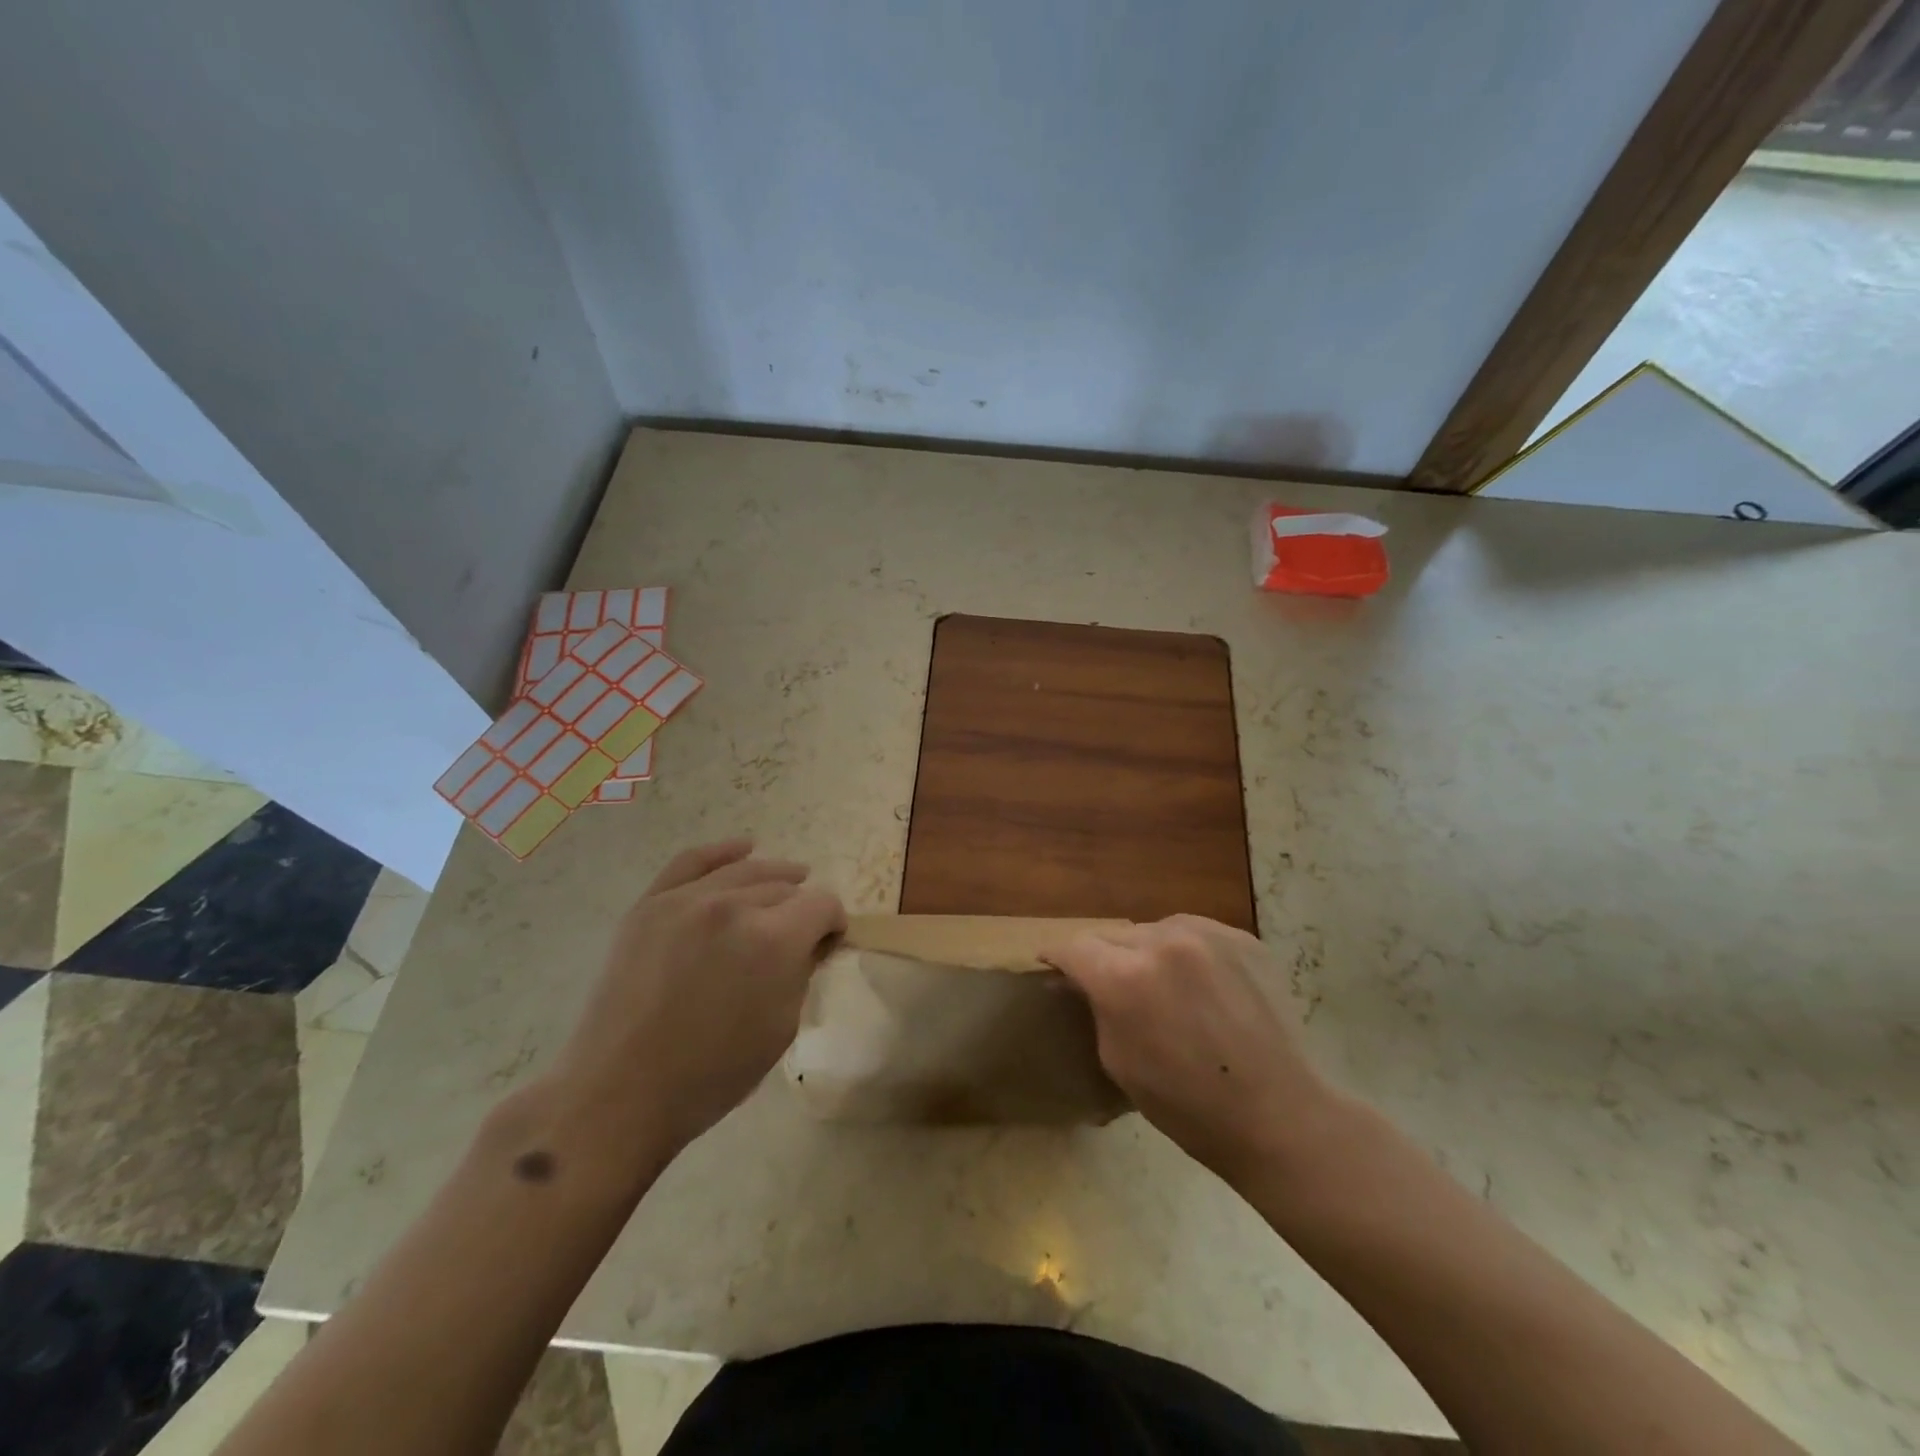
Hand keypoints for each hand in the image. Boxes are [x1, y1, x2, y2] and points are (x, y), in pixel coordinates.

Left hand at [554, 839, 845, 1160]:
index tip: (827, 944)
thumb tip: (811, 942)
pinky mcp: (652, 904)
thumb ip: (803, 971)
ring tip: (787, 885)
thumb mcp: (783, 1026)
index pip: (822, 904)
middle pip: (785, 888)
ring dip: (773, 879)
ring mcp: (687, 899)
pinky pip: (693, 861)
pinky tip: (745, 848)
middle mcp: (735, 906)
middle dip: (800, 911)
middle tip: (797, 938)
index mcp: (774, 940)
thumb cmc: (713, 1073)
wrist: (622, 1090)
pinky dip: (724, 851)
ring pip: (747, 871)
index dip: (833, 923)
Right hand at [1046, 916, 1340, 1185]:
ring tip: (1161, 985)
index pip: (1074, 946)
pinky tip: (1201, 986)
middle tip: (1109, 985)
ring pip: (1154, 930)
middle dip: (1103, 958)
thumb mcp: (1119, 1061)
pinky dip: (1186, 954)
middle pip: (1113, 935)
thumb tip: (1081, 980)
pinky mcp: (1242, 939)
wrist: (1281, 1116)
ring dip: (1146, 952)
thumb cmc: (1189, 1106)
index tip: (1051, 965)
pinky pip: (1195, 935)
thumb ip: (1097, 1007)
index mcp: (1125, 978)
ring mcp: (1207, 935)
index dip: (1057, 956)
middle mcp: (1163, 942)